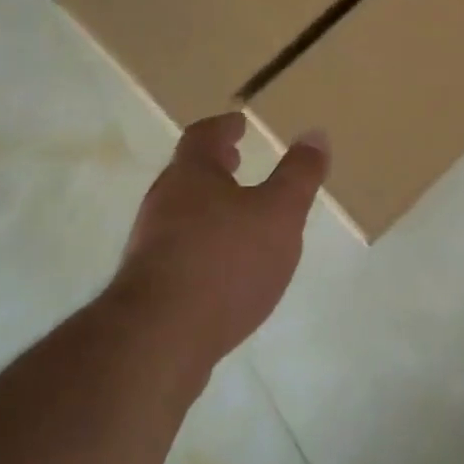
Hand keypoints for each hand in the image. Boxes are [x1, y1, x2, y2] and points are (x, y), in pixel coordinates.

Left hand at [106, 113, 327, 369]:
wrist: (158, 340)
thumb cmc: (225, 261)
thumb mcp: (279, 213)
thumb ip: (299, 175)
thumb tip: (315, 134)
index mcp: (191, 176)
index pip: (202, 137)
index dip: (222, 128)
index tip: (238, 123)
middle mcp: (163, 204)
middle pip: (187, 175)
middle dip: (214, 168)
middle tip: (236, 161)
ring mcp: (150, 247)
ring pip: (181, 214)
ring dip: (208, 207)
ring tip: (238, 217)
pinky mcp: (148, 288)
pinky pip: (179, 252)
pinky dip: (203, 245)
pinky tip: (224, 268)